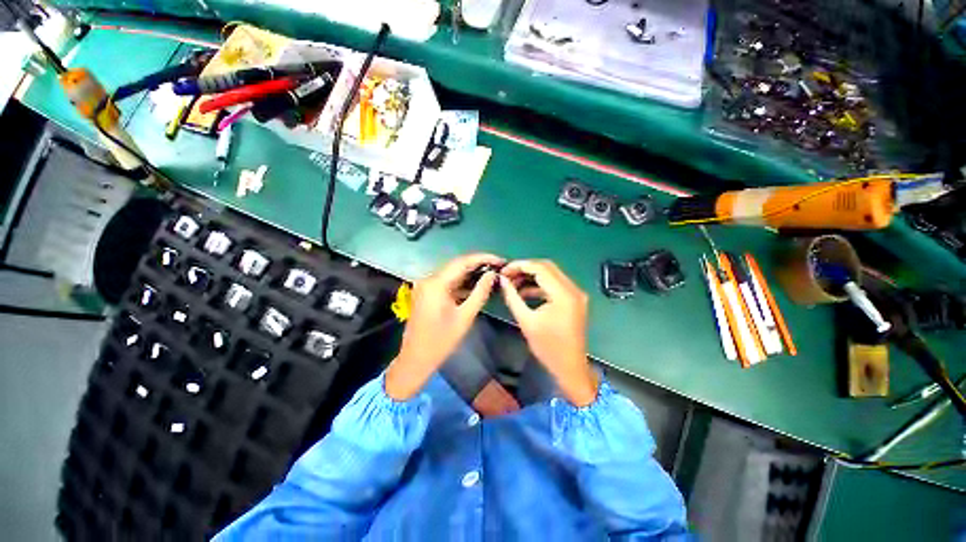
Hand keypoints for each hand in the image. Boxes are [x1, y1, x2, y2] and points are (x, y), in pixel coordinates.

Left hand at [385, 253, 504, 399]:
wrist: (416, 359)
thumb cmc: (441, 341)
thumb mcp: (465, 316)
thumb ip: (480, 292)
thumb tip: (492, 275)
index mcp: (436, 283)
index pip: (462, 262)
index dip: (483, 258)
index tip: (500, 260)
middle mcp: (429, 279)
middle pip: (457, 265)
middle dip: (478, 265)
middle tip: (498, 267)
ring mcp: (426, 286)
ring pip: (452, 273)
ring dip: (471, 274)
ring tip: (491, 275)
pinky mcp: (427, 293)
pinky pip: (447, 282)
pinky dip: (462, 283)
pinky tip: (476, 285)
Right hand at [500, 260, 598, 406]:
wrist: (570, 367)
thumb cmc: (548, 347)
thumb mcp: (526, 321)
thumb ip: (512, 297)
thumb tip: (503, 280)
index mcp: (564, 294)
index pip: (540, 268)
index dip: (520, 266)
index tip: (504, 270)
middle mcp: (573, 289)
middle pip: (547, 267)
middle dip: (525, 268)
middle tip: (507, 275)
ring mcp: (576, 294)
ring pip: (551, 274)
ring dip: (532, 276)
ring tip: (512, 283)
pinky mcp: (574, 300)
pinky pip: (555, 285)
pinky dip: (539, 285)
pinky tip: (524, 291)